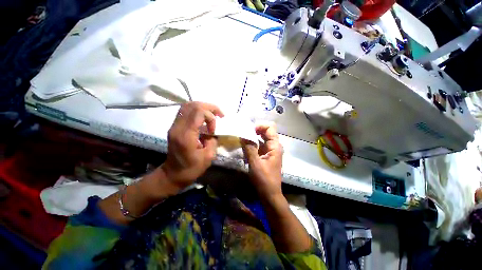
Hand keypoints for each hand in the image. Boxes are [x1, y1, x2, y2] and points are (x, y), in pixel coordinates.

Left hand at [161, 102, 223, 188]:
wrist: (173, 174)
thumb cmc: (191, 169)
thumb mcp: (208, 157)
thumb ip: (213, 140)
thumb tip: (213, 131)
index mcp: (186, 135)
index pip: (198, 112)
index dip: (211, 117)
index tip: (214, 130)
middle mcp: (178, 127)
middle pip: (192, 105)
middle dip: (209, 107)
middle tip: (219, 115)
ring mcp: (174, 126)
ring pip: (187, 106)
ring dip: (203, 107)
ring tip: (213, 115)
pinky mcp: (174, 127)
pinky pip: (185, 112)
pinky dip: (197, 111)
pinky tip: (204, 119)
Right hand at [241, 123, 283, 197]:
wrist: (270, 194)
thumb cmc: (264, 179)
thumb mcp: (255, 163)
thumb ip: (249, 148)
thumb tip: (243, 135)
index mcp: (275, 146)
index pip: (270, 128)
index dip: (260, 126)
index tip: (248, 130)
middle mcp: (274, 146)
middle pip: (266, 132)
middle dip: (255, 131)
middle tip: (243, 133)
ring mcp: (270, 151)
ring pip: (262, 138)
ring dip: (253, 137)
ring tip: (242, 139)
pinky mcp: (266, 155)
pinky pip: (259, 145)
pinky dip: (253, 144)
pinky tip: (245, 147)